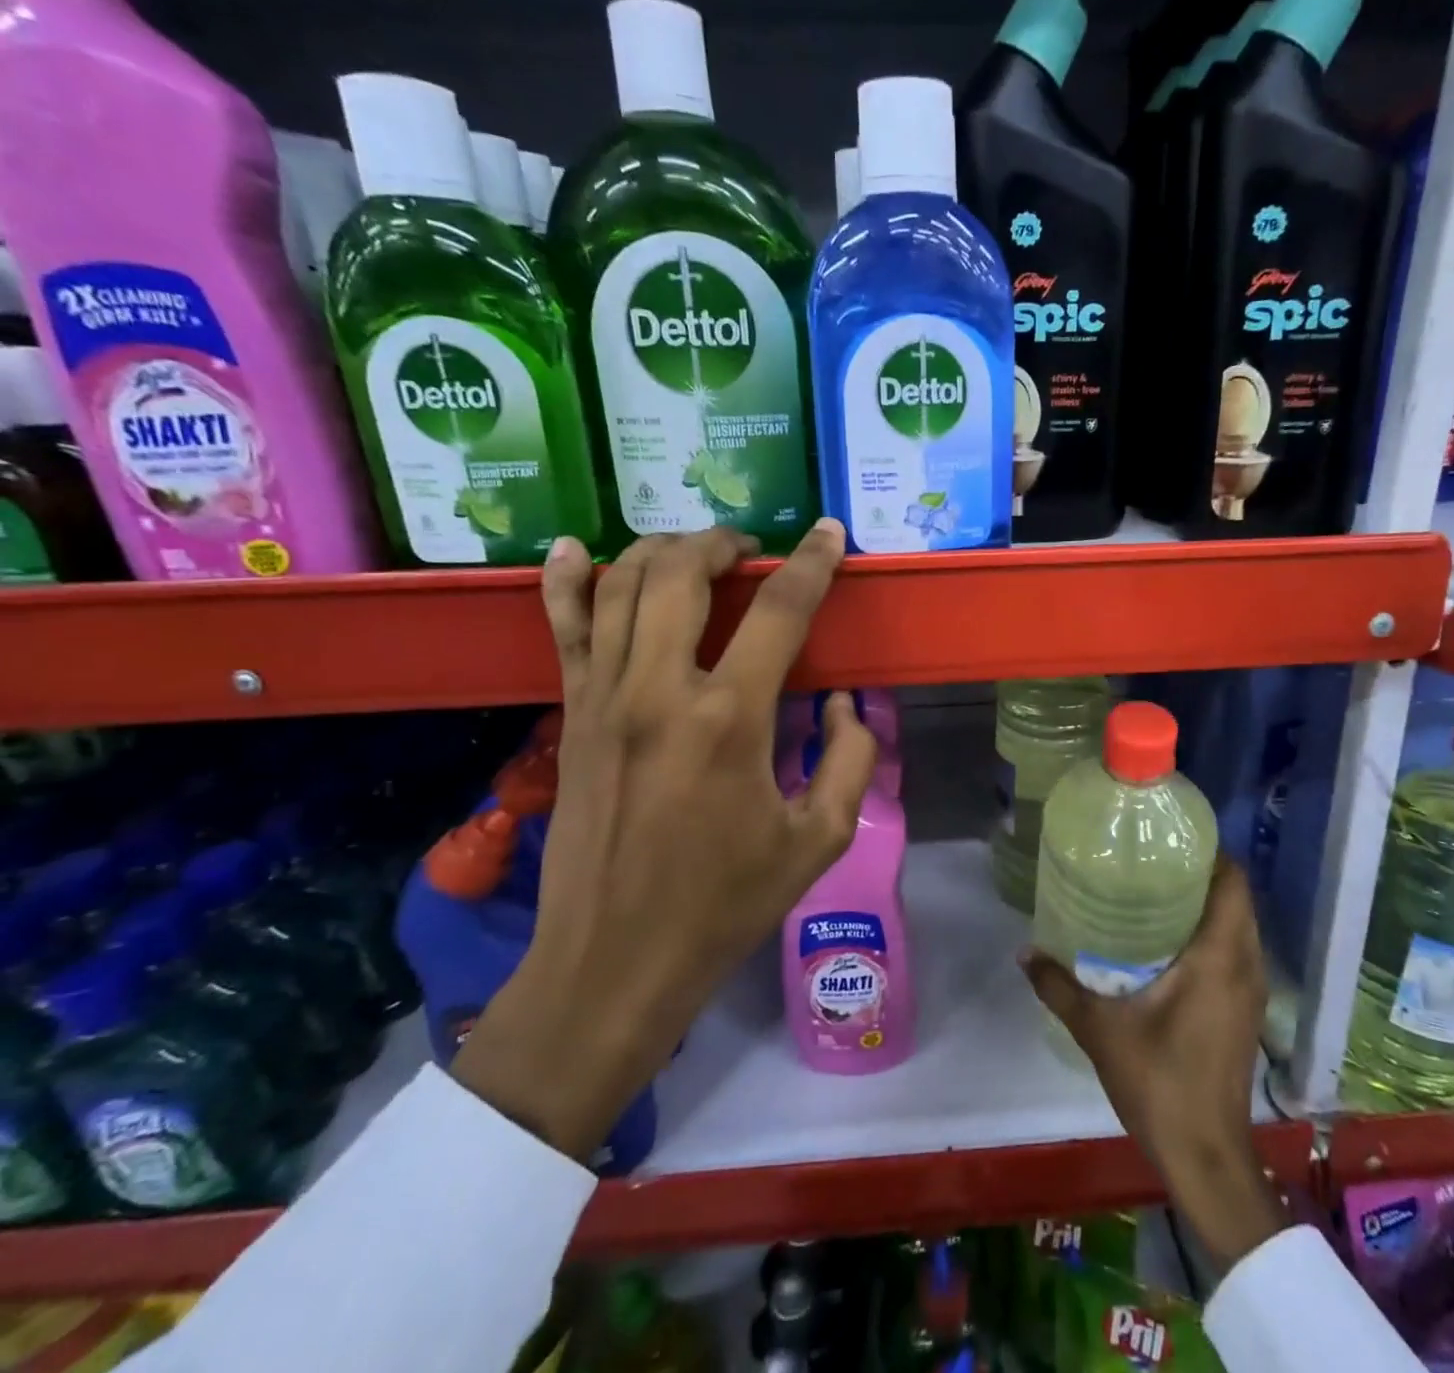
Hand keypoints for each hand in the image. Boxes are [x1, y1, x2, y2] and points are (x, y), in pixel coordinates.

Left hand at [455, 523, 876, 1161]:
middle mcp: (659, 690)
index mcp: (730, 719)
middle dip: (723, 543)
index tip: (829, 534)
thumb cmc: (724, 905)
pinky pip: (562, 628)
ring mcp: (603, 697)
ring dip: (662, 551)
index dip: (811, 563)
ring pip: (620, 585)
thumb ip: (850, 758)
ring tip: (694, 552)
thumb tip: (845, 703)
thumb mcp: (820, 839)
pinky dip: (566, 581)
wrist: (614, 961)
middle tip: (751, 550)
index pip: (779, 610)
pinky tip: (573, 549)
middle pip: (683, 573)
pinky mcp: (570, 715)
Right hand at [1021, 856, 1290, 1268]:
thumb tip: (1024, 951)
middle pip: (1237, 899)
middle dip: (1202, 873)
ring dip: (1209, 904)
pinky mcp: (1246, 1011)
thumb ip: (1058, 985)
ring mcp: (1251, 990)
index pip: (1232, 883)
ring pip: (1240, 926)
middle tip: (1153, 860)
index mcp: (1218, 957)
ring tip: (1158, 891)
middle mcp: (1244, 965)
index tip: (1171, 839)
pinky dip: (1214, 934)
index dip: (1210, 852)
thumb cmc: (1158, 1082)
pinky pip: (1237, 952)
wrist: (1205, 1155)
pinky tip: (1171, 940)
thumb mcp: (1098, 1030)